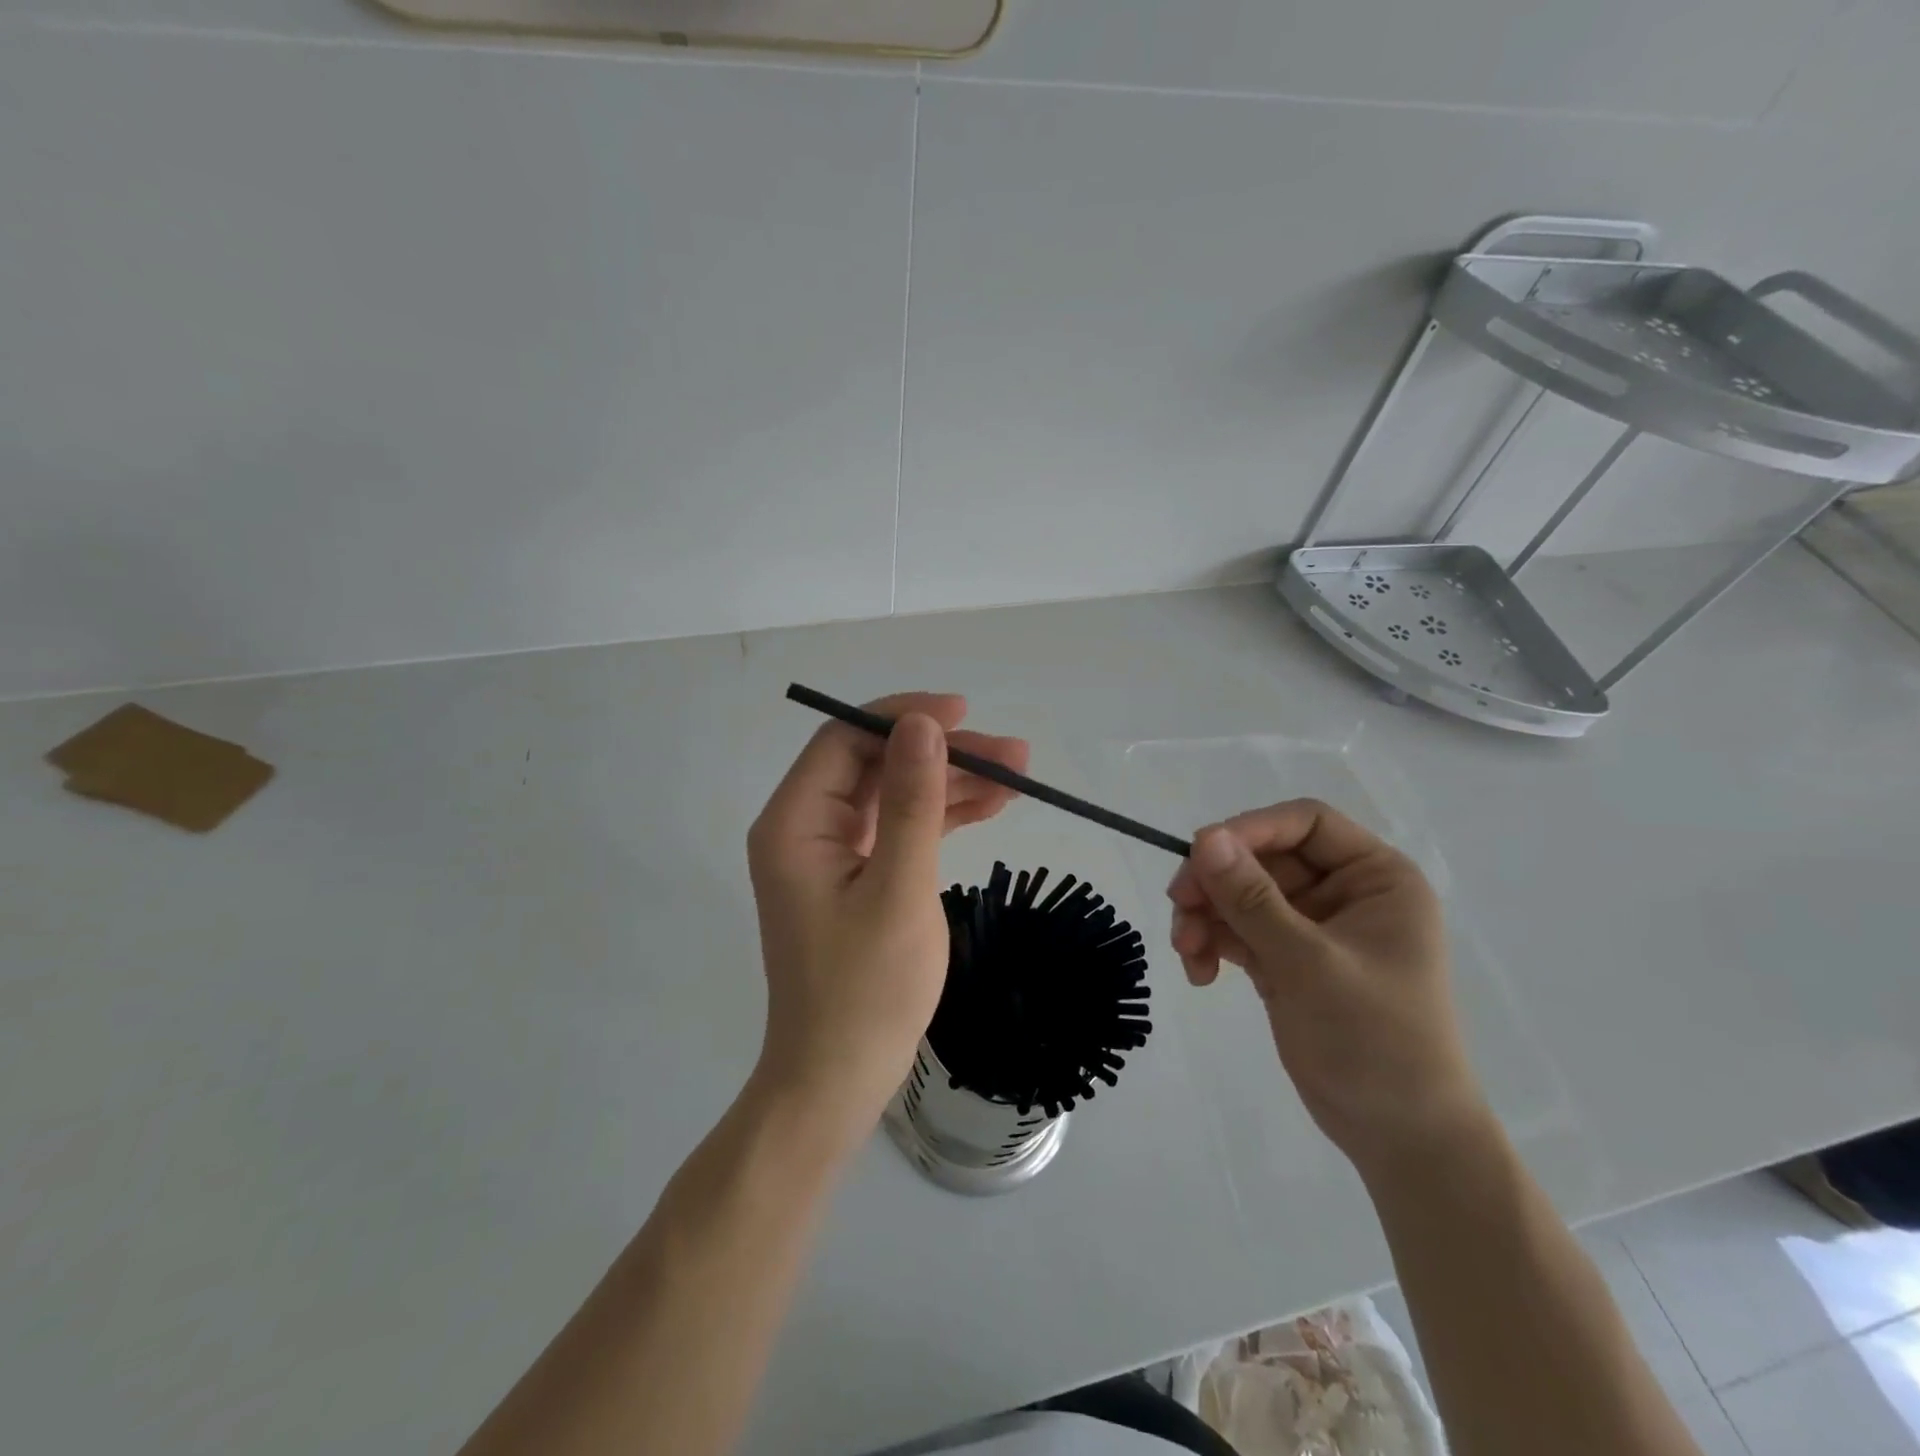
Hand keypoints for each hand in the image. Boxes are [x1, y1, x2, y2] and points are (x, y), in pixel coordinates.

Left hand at [746, 692, 1029, 1141]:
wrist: (839, 1079)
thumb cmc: (865, 991)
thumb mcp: (899, 890)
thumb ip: (912, 802)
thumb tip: (922, 725)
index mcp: (794, 823)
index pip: (844, 740)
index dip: (903, 718)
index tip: (964, 714)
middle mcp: (806, 828)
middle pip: (876, 764)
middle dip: (943, 754)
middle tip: (1013, 754)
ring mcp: (831, 853)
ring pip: (894, 795)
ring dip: (952, 784)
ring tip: (1018, 777)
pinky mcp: (857, 877)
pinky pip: (900, 829)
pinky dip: (942, 818)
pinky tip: (992, 806)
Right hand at [1166, 800, 1489, 1178]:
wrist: (1400, 1139)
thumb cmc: (1376, 1042)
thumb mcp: (1309, 963)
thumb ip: (1253, 898)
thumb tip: (1205, 838)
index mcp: (1376, 878)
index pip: (1306, 823)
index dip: (1251, 829)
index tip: (1199, 853)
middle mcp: (1344, 893)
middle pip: (1262, 859)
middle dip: (1217, 883)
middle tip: (1179, 907)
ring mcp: (1312, 928)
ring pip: (1241, 894)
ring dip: (1207, 916)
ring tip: (1187, 952)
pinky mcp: (1287, 960)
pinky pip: (1238, 931)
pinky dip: (1213, 944)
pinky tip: (1199, 974)